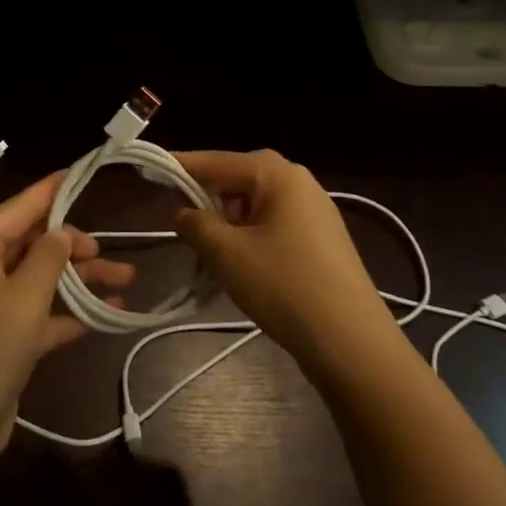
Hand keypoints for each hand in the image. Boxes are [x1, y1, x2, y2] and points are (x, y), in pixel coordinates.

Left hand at [0, 172, 135, 470]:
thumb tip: (62, 231)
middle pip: (32, 244)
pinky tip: (105, 316)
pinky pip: (37, 312)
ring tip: (126, 281)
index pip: (19, 208)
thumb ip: (48, 258)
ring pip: (39, 278)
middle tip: (108, 254)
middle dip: (74, 248)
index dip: (51, 191)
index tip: (79, 172)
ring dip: (78, 281)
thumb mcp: (25, 299)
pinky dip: (66, 312)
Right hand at [173, 151, 402, 381]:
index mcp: (277, 174)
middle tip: (181, 224)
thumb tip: (182, 211)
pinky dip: (250, 237)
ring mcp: (315, 212)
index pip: (216, 161)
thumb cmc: (285, 287)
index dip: (181, 166)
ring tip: (209, 254)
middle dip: (207, 200)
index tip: (152, 170)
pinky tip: (240, 266)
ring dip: (228, 224)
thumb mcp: (227, 254)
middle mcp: (299, 182)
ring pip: (254, 205)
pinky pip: (273, 225)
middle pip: (237, 180)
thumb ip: (196, 224)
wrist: (353, 344)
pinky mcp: (321, 241)